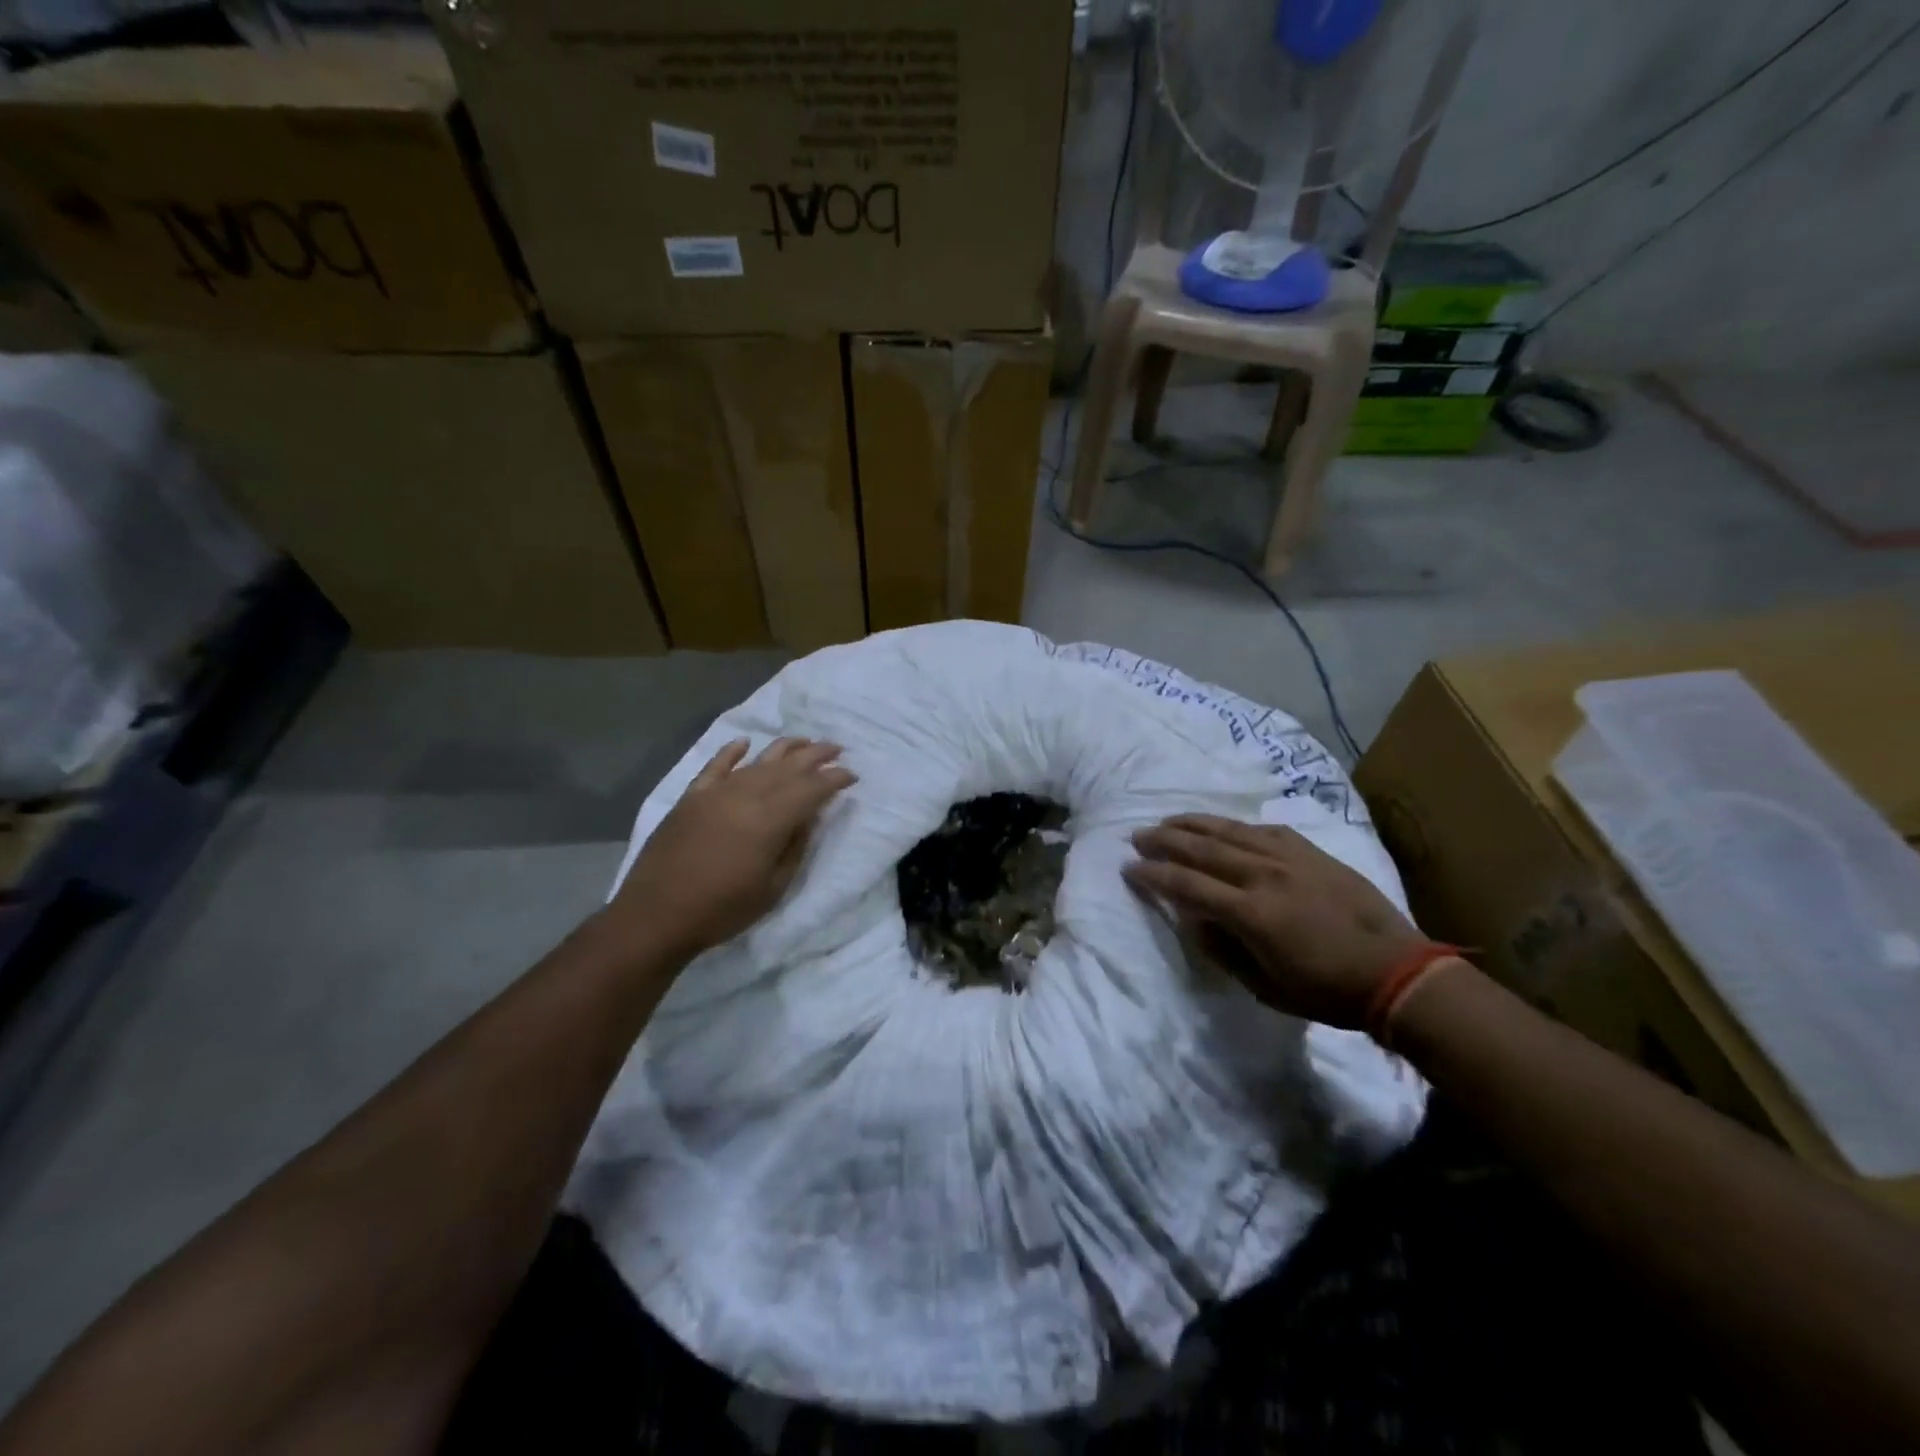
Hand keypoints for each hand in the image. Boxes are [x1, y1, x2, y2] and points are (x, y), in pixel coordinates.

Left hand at [608, 737, 856, 960]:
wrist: (656, 915)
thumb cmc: (723, 908)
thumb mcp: (774, 887)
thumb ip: (795, 846)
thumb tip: (809, 817)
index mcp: (771, 818)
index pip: (811, 789)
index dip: (834, 779)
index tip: (851, 775)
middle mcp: (746, 795)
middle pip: (788, 767)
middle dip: (816, 755)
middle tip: (837, 749)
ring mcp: (716, 792)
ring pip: (757, 761)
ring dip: (784, 749)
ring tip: (804, 741)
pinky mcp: (692, 797)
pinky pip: (715, 767)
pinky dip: (731, 752)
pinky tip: (744, 743)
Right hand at [1124, 814, 1428, 1028]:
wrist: (1397, 971)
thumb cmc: (1326, 990)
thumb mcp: (1265, 987)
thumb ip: (1223, 950)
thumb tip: (1194, 919)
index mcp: (1250, 912)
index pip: (1186, 884)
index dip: (1153, 875)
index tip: (1129, 869)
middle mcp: (1264, 874)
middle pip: (1202, 848)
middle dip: (1164, 840)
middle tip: (1138, 836)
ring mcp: (1289, 857)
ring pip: (1229, 830)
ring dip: (1193, 824)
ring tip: (1168, 821)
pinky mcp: (1310, 851)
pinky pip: (1263, 829)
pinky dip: (1234, 826)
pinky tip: (1222, 826)